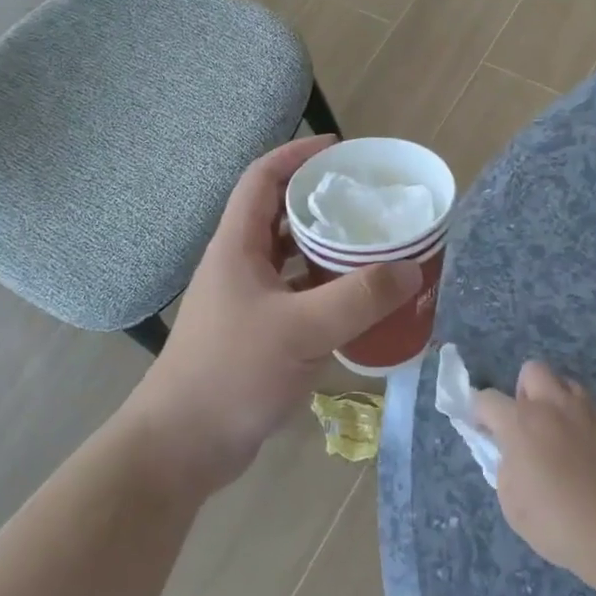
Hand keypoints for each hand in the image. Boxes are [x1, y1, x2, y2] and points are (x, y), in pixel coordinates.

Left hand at [135, 137, 421, 491]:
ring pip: (290, 259)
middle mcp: (239, 266)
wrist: (183, 445)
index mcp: (237, 246)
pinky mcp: (256, 334)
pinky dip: (325, 291)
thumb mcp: (301, 331)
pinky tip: (357, 302)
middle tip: (370, 202)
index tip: (340, 149)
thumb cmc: (232, 373)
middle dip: (322, 202)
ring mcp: (246, 302)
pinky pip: (296, 296)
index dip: (297, 154)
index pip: (262, 178)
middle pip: (280, 215)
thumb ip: (358, 299)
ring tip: (373, 246)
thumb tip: (412, 270)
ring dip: (326, 249)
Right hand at [476, 363, 595, 582]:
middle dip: (524, 391)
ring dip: (558, 402)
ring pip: (568, 385)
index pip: (487, 399)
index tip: (484, 430)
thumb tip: (514, 456)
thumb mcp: (513, 505)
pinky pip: (595, 413)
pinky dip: (586, 426)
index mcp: (521, 423)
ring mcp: (590, 413)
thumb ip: (507, 470)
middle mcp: (554, 406)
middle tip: (527, 423)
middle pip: (533, 370)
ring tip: (561, 435)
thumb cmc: (559, 523)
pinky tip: (592, 457)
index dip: (480, 412)